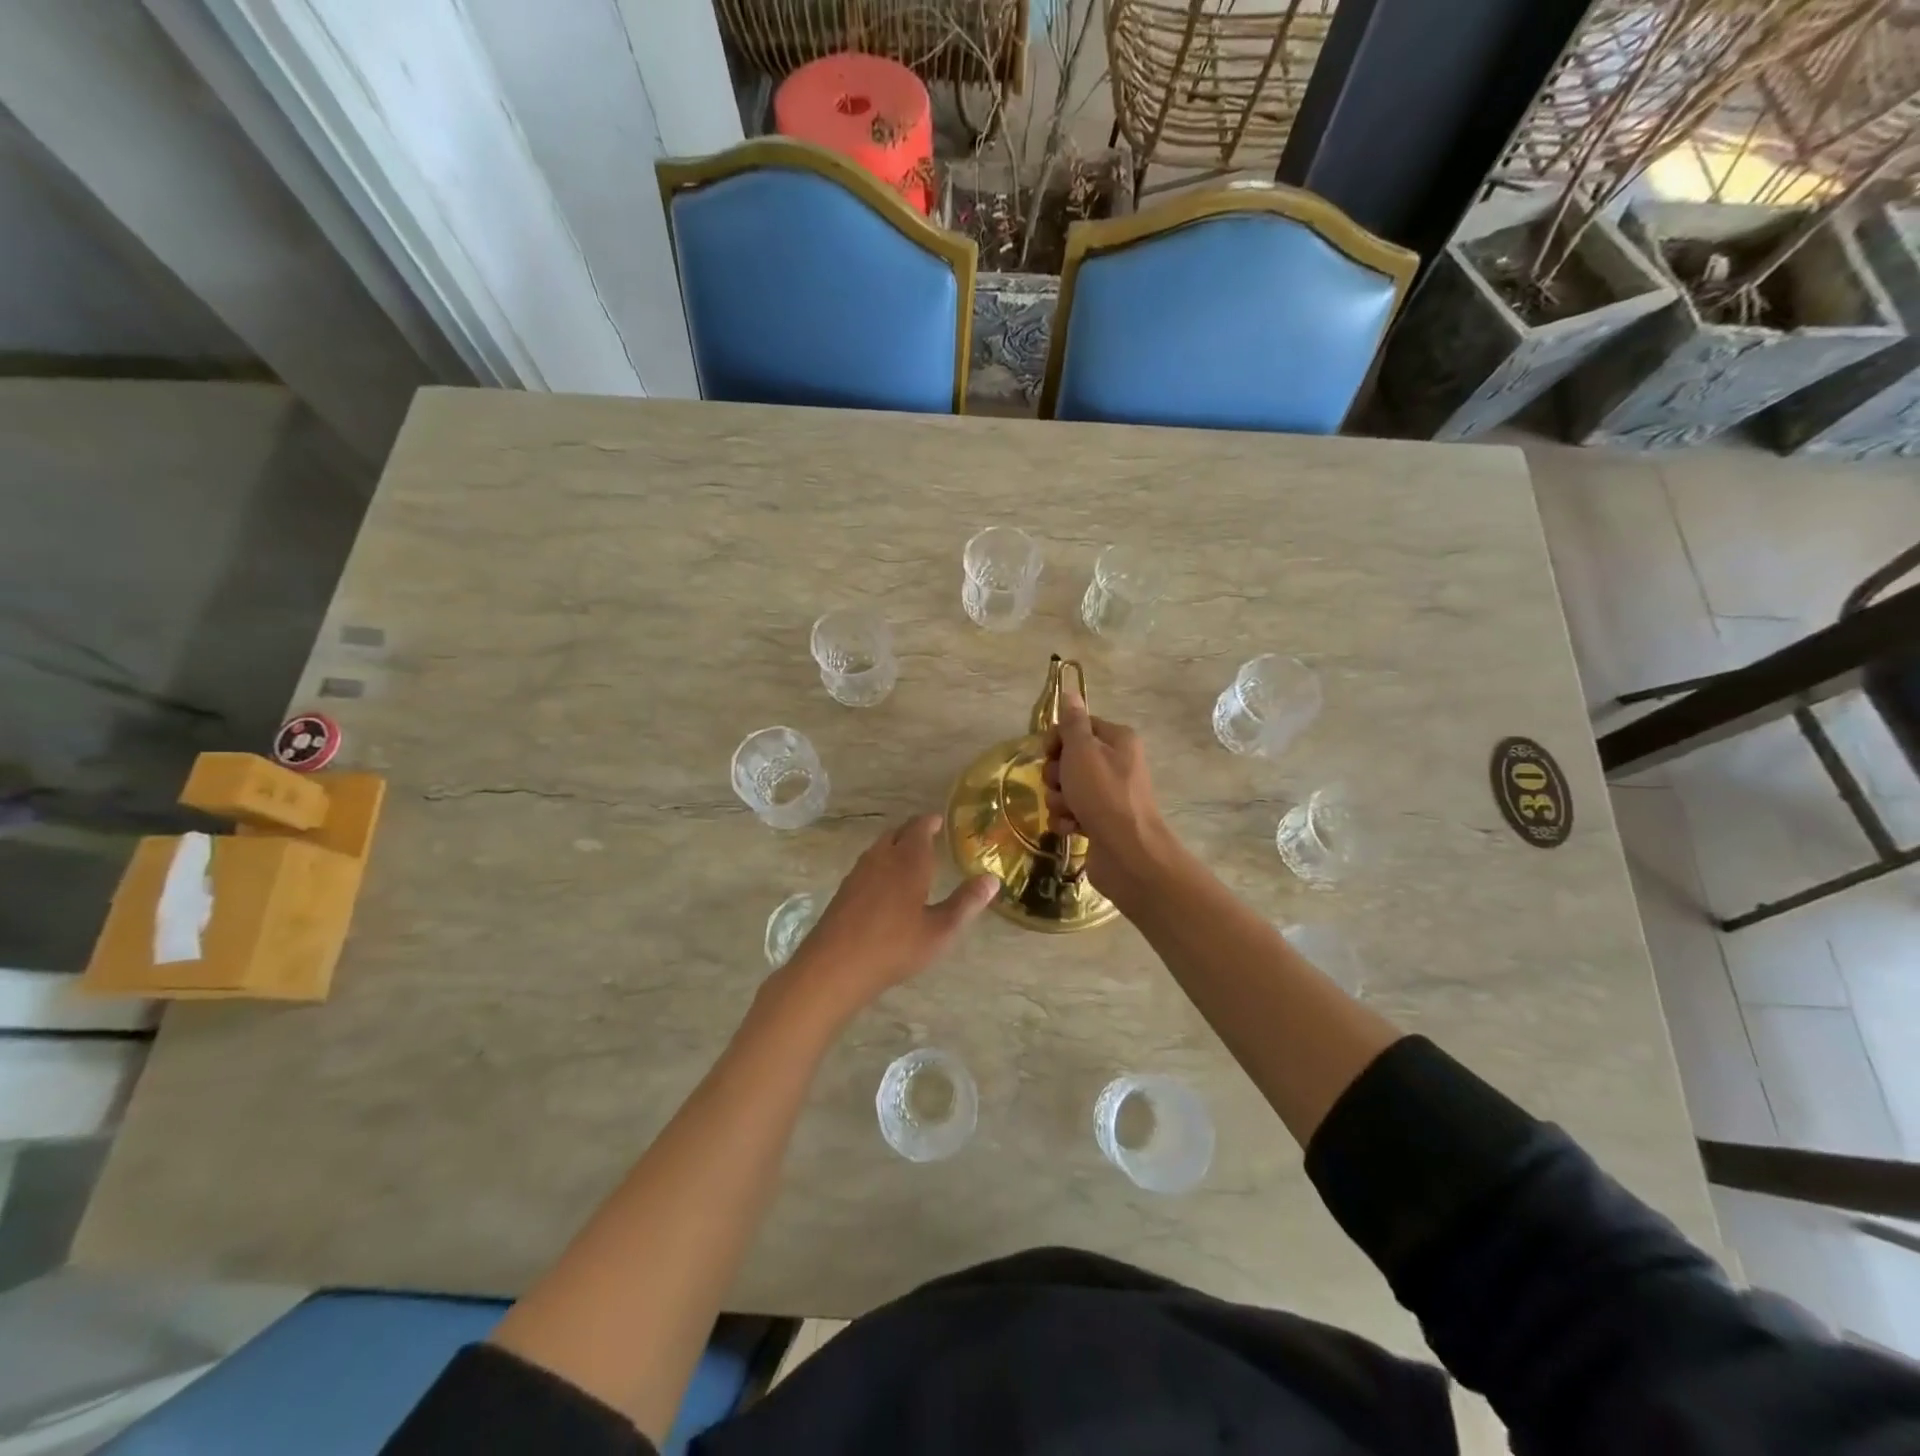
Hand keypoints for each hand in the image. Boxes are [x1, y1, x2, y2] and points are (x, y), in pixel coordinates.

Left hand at [775, 815, 996, 1018]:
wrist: (835, 966)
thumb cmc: (895, 946)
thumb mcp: (940, 930)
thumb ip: (966, 903)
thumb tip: (992, 879)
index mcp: (909, 861)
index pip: (920, 828)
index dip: (930, 822)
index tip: (939, 820)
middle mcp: (882, 858)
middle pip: (897, 833)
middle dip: (913, 831)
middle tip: (928, 836)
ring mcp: (858, 873)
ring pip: (879, 848)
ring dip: (895, 845)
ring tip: (908, 857)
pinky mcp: (844, 890)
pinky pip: (867, 865)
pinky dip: (880, 863)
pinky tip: (884, 884)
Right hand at [1043, 681, 1169, 892]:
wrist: (1128, 853)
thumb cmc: (1104, 795)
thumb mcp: (1083, 751)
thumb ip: (1073, 723)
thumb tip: (1070, 692)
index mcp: (1117, 740)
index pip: (1078, 726)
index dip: (1059, 739)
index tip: (1050, 752)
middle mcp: (1115, 764)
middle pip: (1069, 758)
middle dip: (1057, 774)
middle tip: (1063, 785)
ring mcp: (1108, 795)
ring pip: (1066, 788)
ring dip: (1060, 800)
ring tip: (1070, 811)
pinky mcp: (1100, 822)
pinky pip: (1071, 813)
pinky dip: (1067, 820)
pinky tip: (1073, 829)